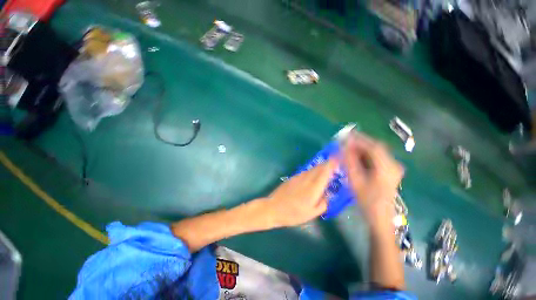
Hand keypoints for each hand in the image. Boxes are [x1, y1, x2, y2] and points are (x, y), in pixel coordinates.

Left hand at [263, 159, 338, 226]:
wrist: (273, 208)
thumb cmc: (293, 214)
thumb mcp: (312, 213)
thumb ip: (323, 203)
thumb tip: (327, 195)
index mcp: (313, 188)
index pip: (324, 172)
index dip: (331, 165)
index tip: (337, 160)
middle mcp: (306, 179)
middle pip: (319, 168)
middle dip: (327, 165)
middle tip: (334, 165)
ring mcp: (298, 177)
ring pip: (312, 169)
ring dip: (319, 168)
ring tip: (325, 170)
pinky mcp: (292, 178)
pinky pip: (305, 172)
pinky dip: (312, 172)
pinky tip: (312, 176)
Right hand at [343, 134, 403, 231]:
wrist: (380, 217)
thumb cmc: (367, 200)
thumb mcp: (355, 180)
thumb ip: (349, 161)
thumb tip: (343, 146)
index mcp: (387, 168)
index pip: (374, 147)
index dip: (359, 139)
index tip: (346, 136)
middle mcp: (393, 165)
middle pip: (376, 147)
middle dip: (360, 143)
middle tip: (345, 142)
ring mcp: (394, 167)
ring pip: (376, 152)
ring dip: (362, 149)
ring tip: (349, 149)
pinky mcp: (391, 170)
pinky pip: (377, 158)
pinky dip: (366, 155)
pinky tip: (357, 157)